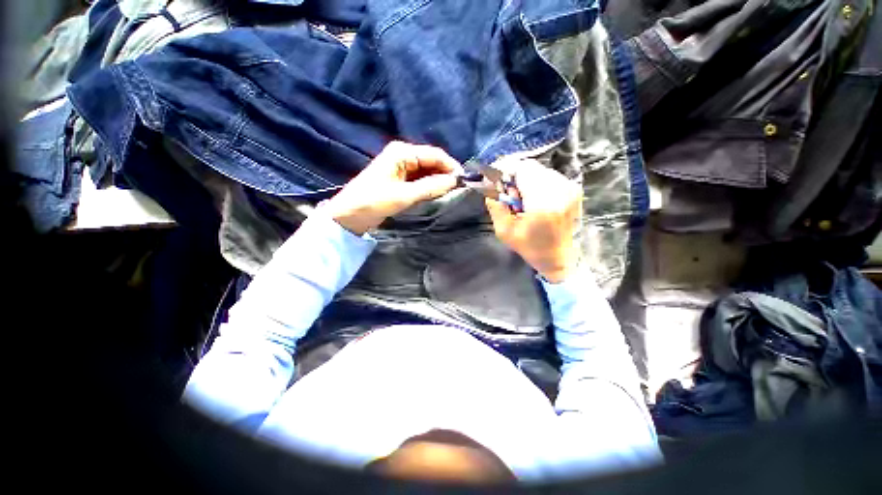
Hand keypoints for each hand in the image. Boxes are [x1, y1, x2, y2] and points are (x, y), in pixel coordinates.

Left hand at [323, 141, 463, 234]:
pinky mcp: (399, 179)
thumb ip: (431, 186)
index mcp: (402, 152)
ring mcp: (400, 167)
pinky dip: (429, 186)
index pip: (435, 154)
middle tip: (459, 190)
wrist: (348, 216)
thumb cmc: (373, 202)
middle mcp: (402, 155)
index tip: (464, 182)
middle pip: (432, 161)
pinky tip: (437, 194)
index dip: (451, 167)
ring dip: (438, 181)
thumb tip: (456, 180)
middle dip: (446, 174)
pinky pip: (420, 179)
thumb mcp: (404, 195)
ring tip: (451, 193)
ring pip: (427, 171)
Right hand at [484, 159, 581, 282]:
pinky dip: (538, 184)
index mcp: (543, 202)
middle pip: (531, 167)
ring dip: (527, 181)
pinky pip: (550, 176)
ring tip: (525, 201)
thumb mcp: (505, 231)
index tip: (499, 184)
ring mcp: (570, 188)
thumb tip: (491, 185)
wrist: (559, 258)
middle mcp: (560, 190)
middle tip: (512, 197)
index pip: (523, 168)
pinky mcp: (574, 189)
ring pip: (540, 170)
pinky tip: (536, 201)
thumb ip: (496, 206)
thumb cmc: (531, 247)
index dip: (507, 172)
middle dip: (516, 178)